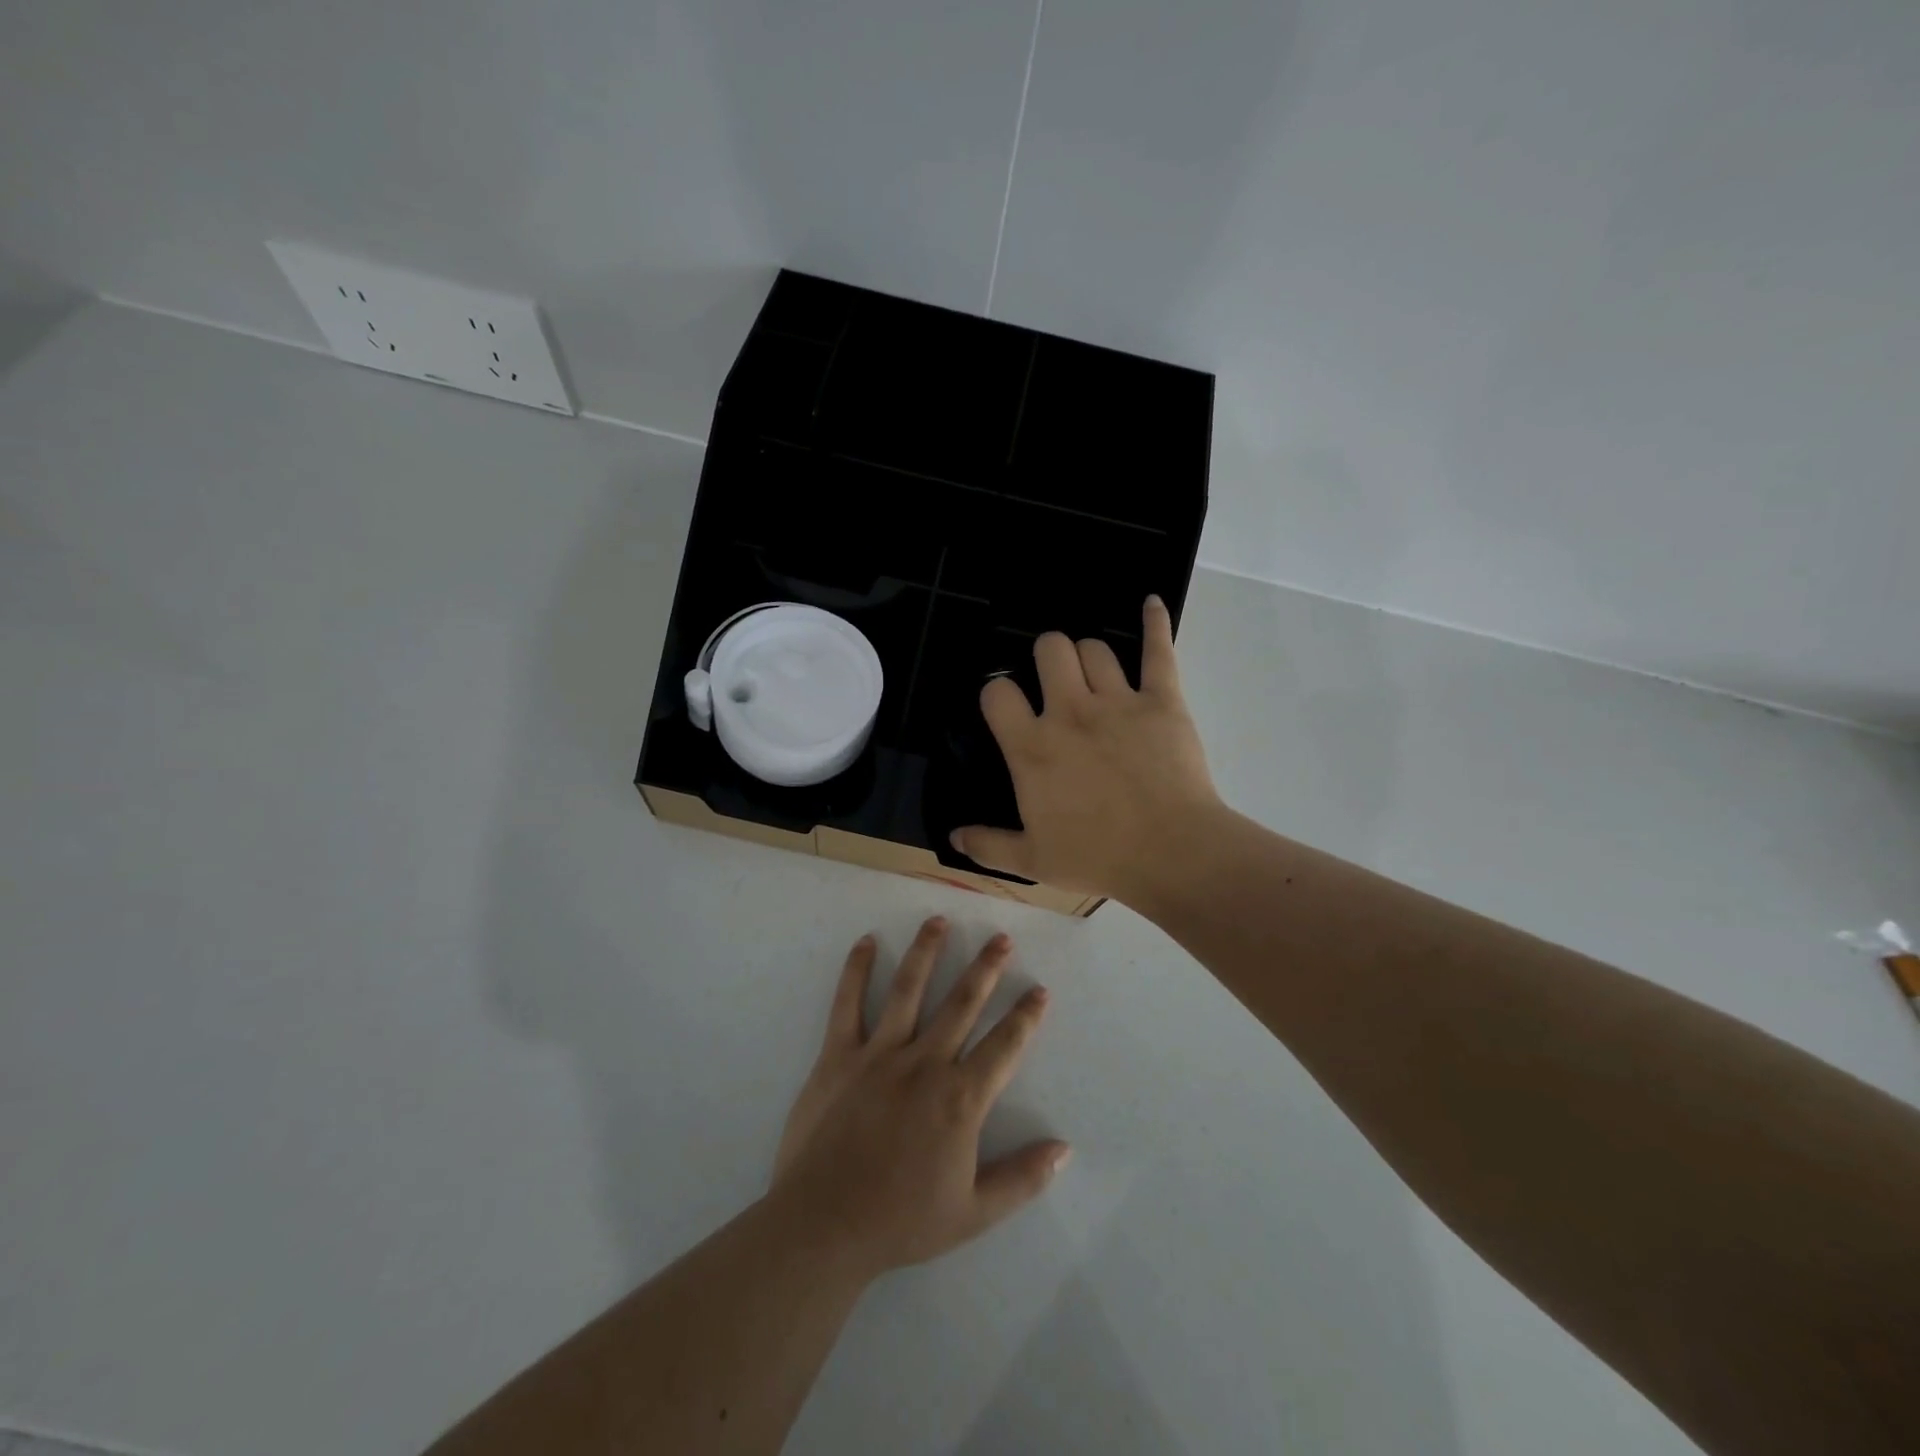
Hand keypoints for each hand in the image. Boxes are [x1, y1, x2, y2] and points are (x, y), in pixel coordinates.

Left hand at [769, 918, 1067, 1280]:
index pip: (1004, 1046)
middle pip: (962, 1003)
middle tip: (1001, 937)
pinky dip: (857, 970)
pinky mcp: (839, 1055)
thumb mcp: (974, 1213)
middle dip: (985, 967)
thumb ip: (1022, 1178)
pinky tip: (867, 941)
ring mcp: (879, 1053)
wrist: (824, 1226)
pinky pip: (848, 1004)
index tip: (1039, 989)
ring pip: (908, 989)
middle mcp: (925, 1063)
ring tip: (939, 920)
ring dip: (927, 952)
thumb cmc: (901, 1221)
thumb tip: (1065, 1149)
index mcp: (960, 1098)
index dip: (1025, 1016)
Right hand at [951, 596, 1224, 903]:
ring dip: (1088, 656)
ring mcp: (1118, 701)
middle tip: (1055, 681)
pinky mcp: (1162, 700)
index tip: (1008, 707)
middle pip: (1049, 649)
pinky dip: (1154, 622)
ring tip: (1093, 674)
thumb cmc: (1098, 857)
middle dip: (1046, 656)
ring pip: (1095, 648)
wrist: (1172, 854)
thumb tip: (954, 835)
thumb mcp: (1032, 861)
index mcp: (1032, 747)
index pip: (998, 692)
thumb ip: (988, 844)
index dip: (998, 693)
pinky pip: (1158, 650)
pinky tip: (1150, 603)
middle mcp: (1069, 712)